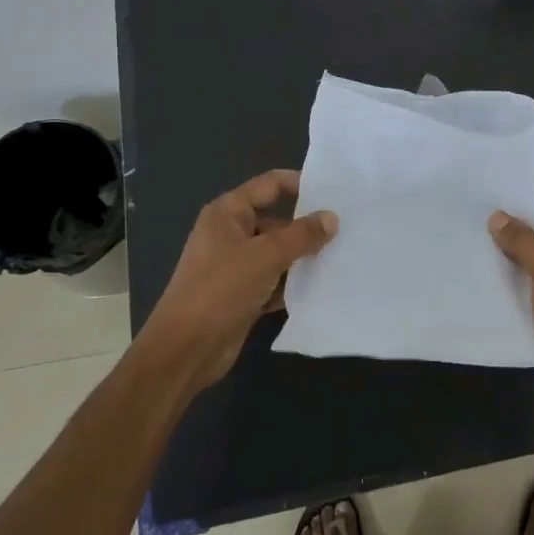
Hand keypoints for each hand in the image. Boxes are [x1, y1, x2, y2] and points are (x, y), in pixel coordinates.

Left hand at [144, 169, 337, 389]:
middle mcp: (232, 233)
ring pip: (279, 253)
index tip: (337, 192)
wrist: (185, 350)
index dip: (302, 184)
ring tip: (344, 257)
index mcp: (229, 213)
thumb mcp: (264, 256)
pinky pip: (276, 280)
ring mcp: (237, 265)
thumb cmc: (220, 290)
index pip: (271, 185)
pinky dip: (294, 283)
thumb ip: (301, 235)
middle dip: (309, 227)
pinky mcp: (244, 294)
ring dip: (304, 258)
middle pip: (278, 220)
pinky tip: (323, 287)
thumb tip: (332, 218)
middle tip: (348, 230)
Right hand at [488, 191, 533, 430]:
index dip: (523, 197)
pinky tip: (470, 277)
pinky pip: (517, 291)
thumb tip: (497, 216)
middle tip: (465, 214)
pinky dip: (499, 285)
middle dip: (505, 227)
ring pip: (523, 264)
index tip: (487, 189)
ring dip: (498, 257)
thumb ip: (523, 242)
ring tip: (461, 240)